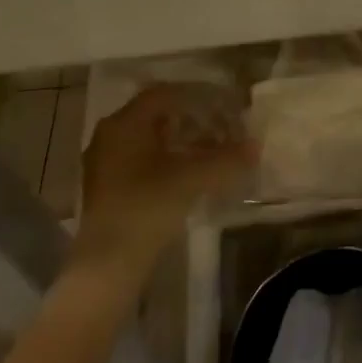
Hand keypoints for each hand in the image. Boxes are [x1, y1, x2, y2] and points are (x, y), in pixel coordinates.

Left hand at [76, 86, 256, 272]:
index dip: (199, 97)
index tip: (224, 106)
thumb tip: (256, 146)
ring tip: (211, 154)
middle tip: (222, 130)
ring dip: (182, 142)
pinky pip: (142, 160)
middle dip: (193, 120)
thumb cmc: (146, 208)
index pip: (166, 94)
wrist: (106, 268)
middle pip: (158, 116)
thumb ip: (226, 159)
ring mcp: (105, 164)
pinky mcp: (107, 189)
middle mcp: (110, 136)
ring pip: (151, 140)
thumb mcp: (192, 179)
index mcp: (125, 123)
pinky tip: (189, 176)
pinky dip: (169, 161)